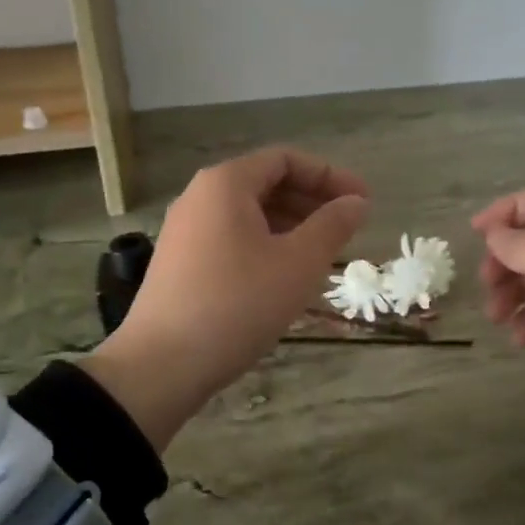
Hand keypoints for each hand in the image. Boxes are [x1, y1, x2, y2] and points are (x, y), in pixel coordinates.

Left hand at [86, 146, 368, 450]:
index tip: (362, 201)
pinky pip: (231, 238)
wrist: (162, 365)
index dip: (329, 175)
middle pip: (265, 183)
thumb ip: (332, 226)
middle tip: (347, 228)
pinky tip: (284, 277)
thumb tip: (357, 202)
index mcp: (226, 184)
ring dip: (290, 226)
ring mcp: (185, 230)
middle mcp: (199, 197)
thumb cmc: (238, 303)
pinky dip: (264, 245)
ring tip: (322, 254)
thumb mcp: (298, 264)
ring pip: (248, 214)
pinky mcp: (180, 262)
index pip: (285, 159)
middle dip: (311, 201)